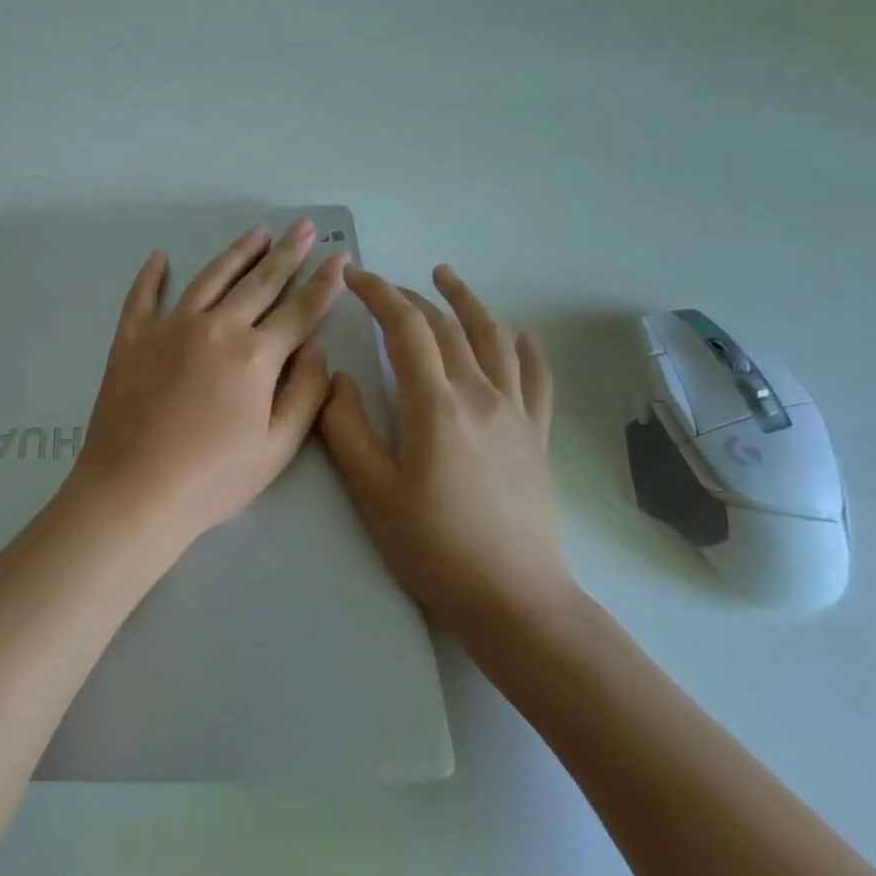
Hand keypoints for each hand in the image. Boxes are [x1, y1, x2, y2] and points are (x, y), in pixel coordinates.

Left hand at [72, 220, 347, 551]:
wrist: (133, 489)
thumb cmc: (212, 478)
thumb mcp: (277, 447)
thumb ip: (306, 392)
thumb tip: (315, 348)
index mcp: (255, 355)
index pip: (300, 310)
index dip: (324, 283)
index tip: (340, 257)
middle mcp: (215, 327)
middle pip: (260, 282)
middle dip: (287, 253)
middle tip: (304, 226)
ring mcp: (169, 327)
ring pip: (210, 278)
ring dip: (237, 252)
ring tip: (258, 231)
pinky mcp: (131, 337)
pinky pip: (142, 295)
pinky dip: (151, 274)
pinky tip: (160, 256)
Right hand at [318, 264, 572, 643]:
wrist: (514, 600)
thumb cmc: (433, 546)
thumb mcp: (371, 490)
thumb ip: (346, 427)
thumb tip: (338, 378)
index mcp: (436, 404)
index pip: (405, 328)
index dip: (377, 293)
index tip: (353, 275)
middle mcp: (480, 394)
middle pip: (444, 327)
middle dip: (408, 297)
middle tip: (379, 286)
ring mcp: (514, 413)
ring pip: (493, 339)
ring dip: (467, 302)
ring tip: (446, 276)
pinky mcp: (535, 436)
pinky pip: (537, 381)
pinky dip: (529, 350)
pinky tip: (524, 335)